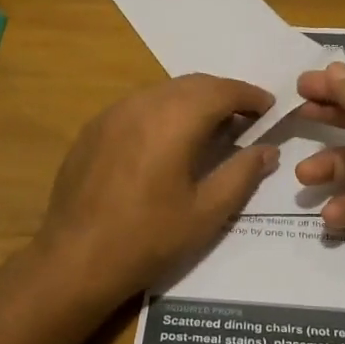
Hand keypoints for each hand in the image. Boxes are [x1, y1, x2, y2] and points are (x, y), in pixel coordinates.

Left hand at [36, 74, 280, 305]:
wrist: (75, 259)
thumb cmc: (148, 238)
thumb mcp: (206, 212)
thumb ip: (242, 174)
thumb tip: (268, 150)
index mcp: (174, 120)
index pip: (222, 91)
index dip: (250, 96)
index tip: (269, 109)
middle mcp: (143, 104)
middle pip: (194, 83)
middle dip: (224, 94)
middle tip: (246, 118)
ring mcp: (113, 113)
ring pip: (165, 90)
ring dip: (194, 100)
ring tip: (211, 127)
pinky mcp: (94, 128)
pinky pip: (139, 105)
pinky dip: (164, 110)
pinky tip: (168, 140)